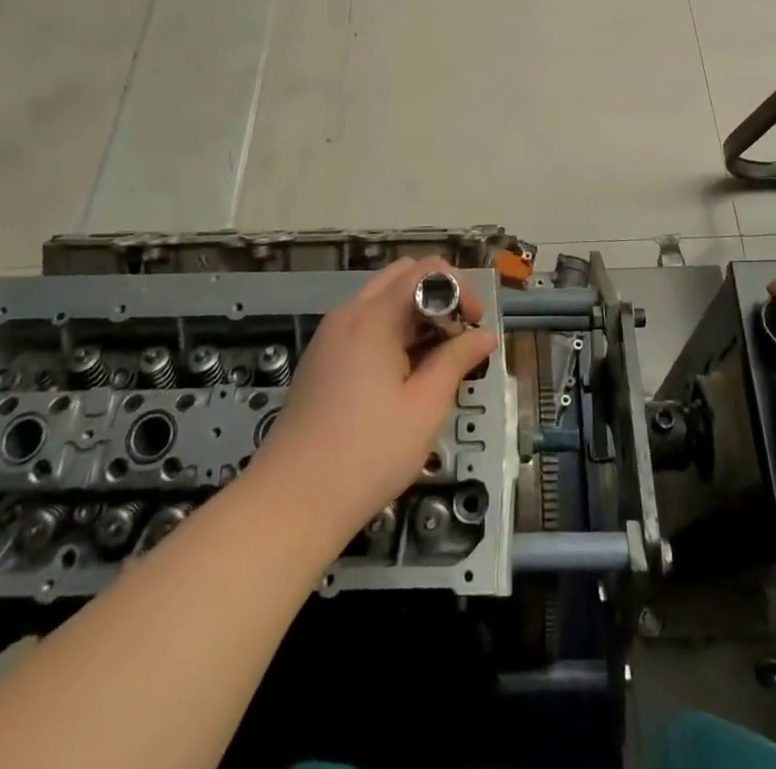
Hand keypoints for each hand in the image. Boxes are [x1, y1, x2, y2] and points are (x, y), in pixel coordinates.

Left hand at [254, 257, 498, 546]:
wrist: (291, 503)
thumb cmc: (367, 455)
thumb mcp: (425, 408)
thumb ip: (456, 361)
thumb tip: (484, 335)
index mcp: (373, 318)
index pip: (424, 271)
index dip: (457, 288)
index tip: (474, 326)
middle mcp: (348, 314)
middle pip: (400, 275)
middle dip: (436, 295)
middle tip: (457, 337)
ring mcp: (329, 335)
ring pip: (381, 299)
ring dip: (414, 314)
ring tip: (434, 360)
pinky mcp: (321, 358)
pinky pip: (364, 323)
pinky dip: (391, 330)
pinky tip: (402, 375)